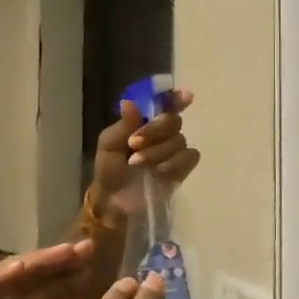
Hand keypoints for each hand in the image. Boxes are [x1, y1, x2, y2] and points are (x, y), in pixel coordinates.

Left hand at [88, 92, 200, 216]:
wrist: (114, 202)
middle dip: (154, 131)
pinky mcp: (182, 169)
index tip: (185, 97)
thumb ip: (123, 125)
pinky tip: (159, 172)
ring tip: (137, 164)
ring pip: (179, 140)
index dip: (176, 98)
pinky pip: (189, 157)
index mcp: (146, 122)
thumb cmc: (110, 170)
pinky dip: (175, 163)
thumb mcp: (109, 145)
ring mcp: (175, 151)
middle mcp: (164, 133)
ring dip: (157, 151)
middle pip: (173, 120)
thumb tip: (128, 102)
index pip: (167, 104)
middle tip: (133, 144)